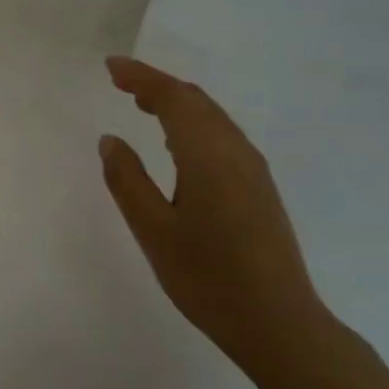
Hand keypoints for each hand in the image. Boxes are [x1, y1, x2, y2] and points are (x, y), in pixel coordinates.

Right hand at [100, 56, 324, 364]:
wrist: (277, 321)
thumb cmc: (207, 278)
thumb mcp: (153, 230)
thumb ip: (127, 180)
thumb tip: (110, 139)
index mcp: (208, 156)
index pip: (174, 99)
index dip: (142, 77)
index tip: (111, 66)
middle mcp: (236, 152)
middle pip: (196, 101)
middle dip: (157, 85)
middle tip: (120, 81)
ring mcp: (253, 170)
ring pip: (212, 118)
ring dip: (177, 103)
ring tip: (142, 104)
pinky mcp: (259, 188)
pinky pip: (222, 136)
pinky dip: (193, 124)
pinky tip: (177, 144)